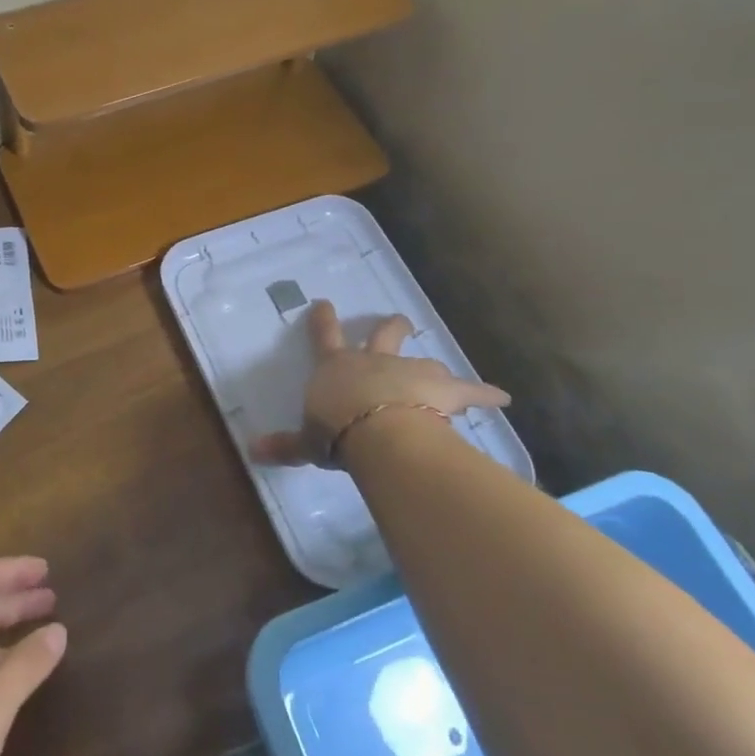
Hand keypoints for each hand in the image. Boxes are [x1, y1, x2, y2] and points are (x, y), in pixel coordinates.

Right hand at [251, 300, 509, 468]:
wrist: (377, 430)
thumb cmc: (336, 432)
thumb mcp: (306, 443)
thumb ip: (285, 445)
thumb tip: (251, 451)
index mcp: (336, 367)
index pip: (324, 336)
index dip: (323, 320)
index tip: (324, 303)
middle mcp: (374, 360)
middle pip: (384, 334)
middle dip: (391, 326)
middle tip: (399, 320)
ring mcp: (410, 370)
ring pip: (425, 361)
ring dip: (430, 366)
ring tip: (441, 373)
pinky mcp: (443, 389)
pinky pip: (470, 390)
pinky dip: (485, 393)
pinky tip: (502, 398)